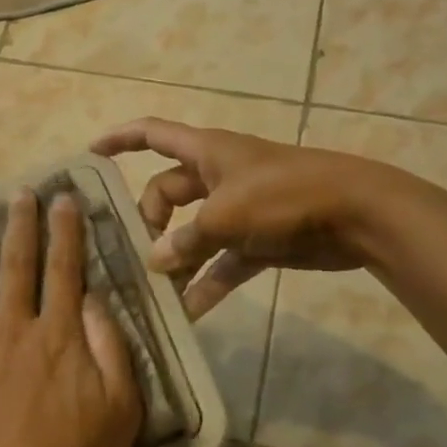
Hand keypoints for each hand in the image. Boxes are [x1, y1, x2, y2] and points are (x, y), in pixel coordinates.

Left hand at [0, 190, 141, 446]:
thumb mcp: (120, 410)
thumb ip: (110, 347)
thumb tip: (93, 298)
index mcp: (58, 336)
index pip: (64, 270)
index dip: (65, 232)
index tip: (63, 198)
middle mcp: (13, 330)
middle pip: (17, 266)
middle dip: (20, 225)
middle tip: (19, 192)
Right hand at [91, 118, 395, 318]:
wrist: (357, 213)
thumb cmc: (284, 195)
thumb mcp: (225, 215)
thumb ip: (185, 239)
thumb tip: (155, 261)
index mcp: (205, 151)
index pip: (151, 134)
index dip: (119, 140)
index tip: (89, 155)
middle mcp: (217, 176)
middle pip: (166, 192)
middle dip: (149, 222)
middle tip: (137, 256)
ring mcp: (238, 209)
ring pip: (192, 232)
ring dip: (177, 260)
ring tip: (154, 292)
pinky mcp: (258, 240)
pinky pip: (222, 261)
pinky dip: (207, 282)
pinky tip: (190, 312)